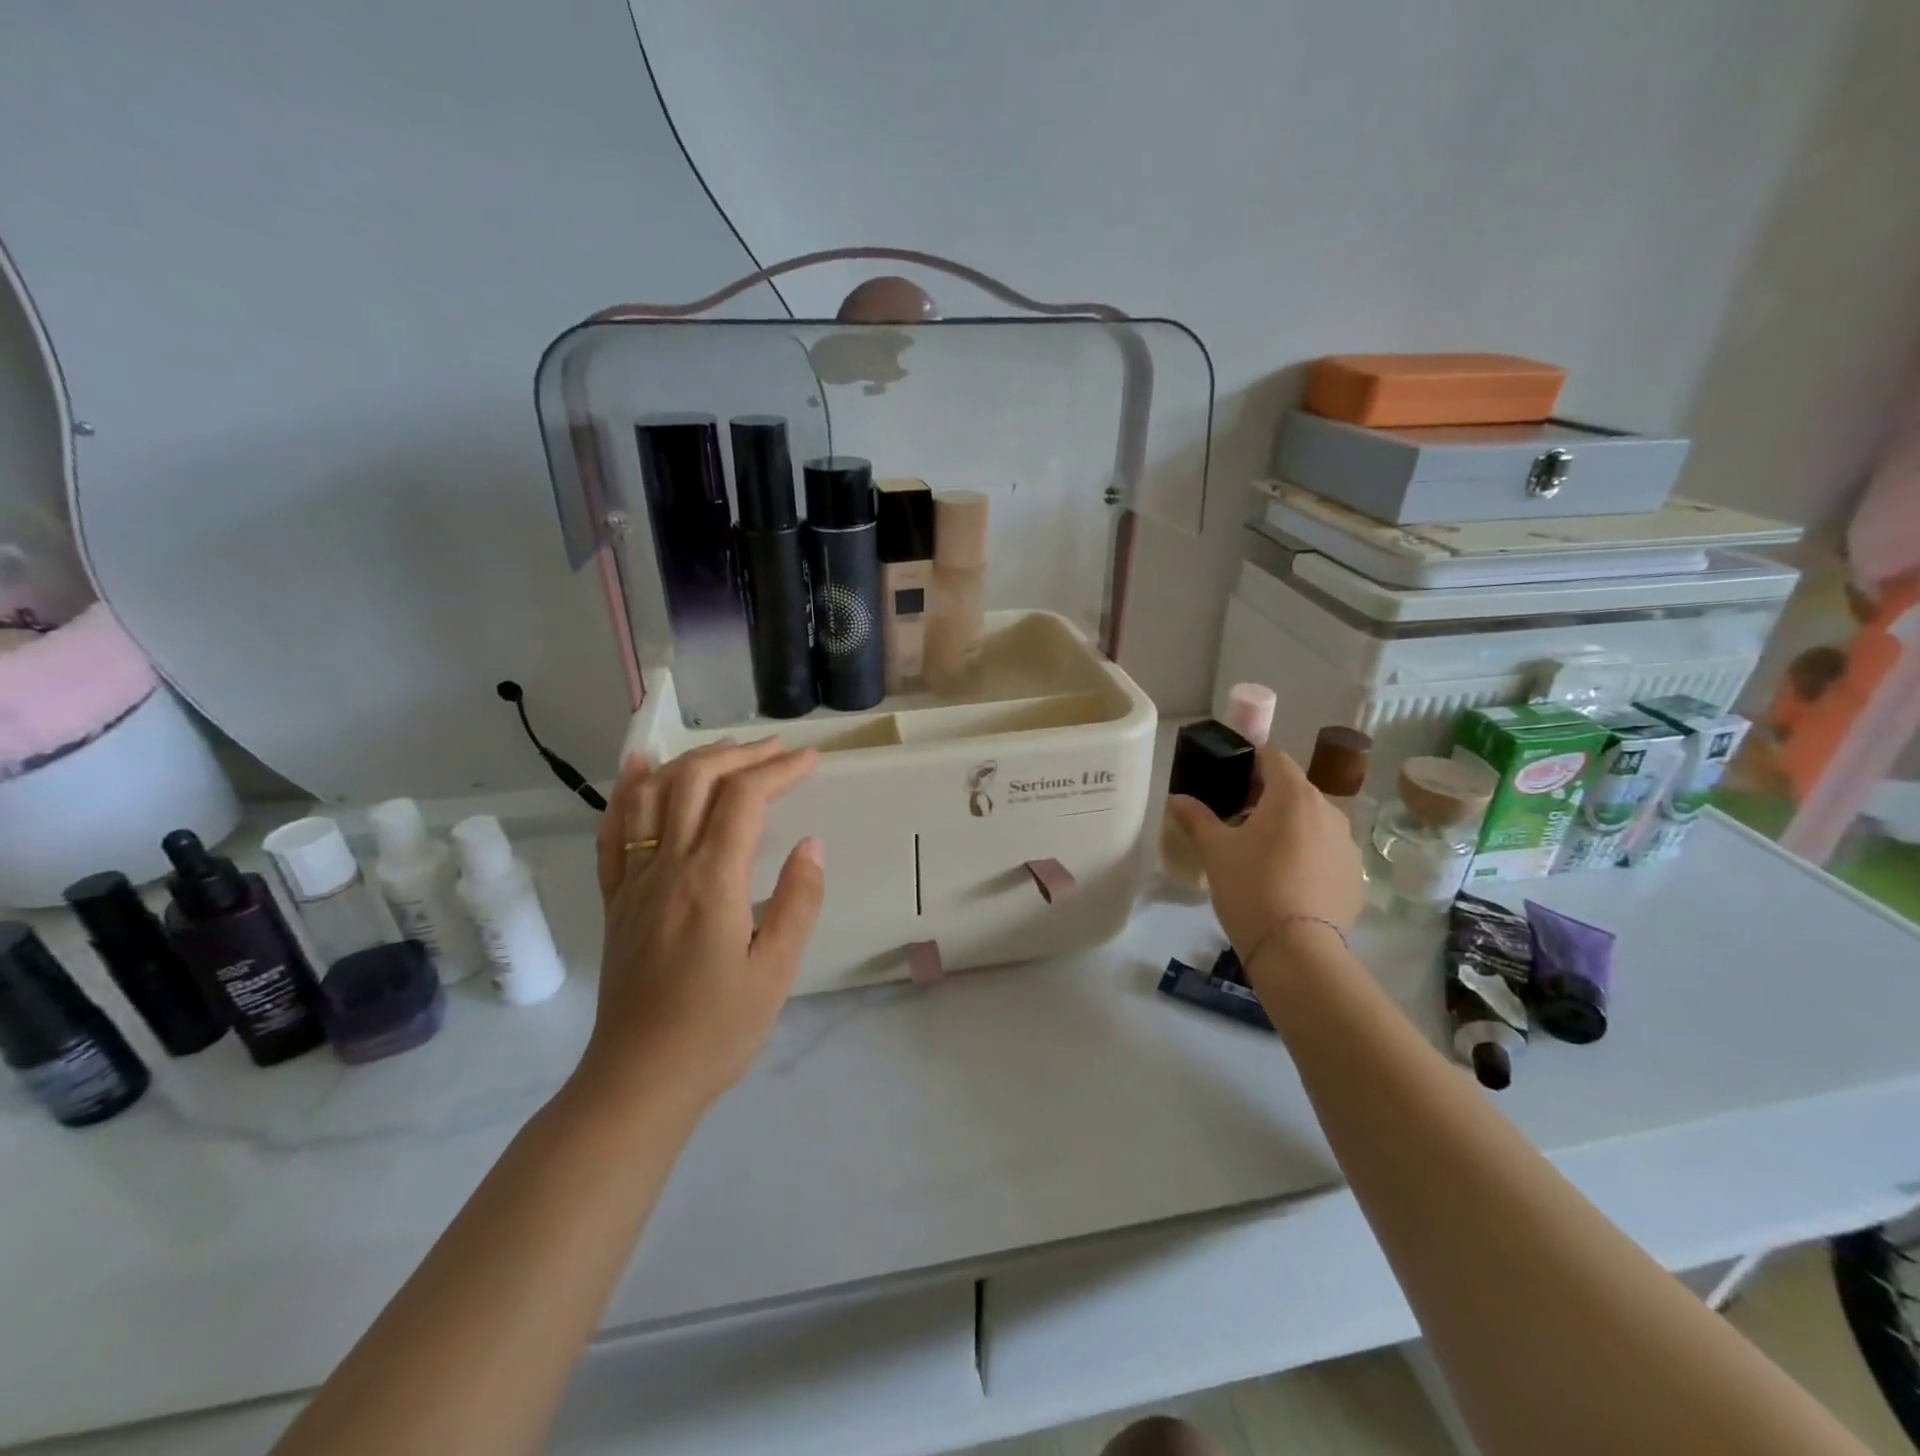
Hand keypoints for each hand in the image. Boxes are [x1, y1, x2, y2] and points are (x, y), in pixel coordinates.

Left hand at [583, 737, 823, 1111]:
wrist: (639, 1079)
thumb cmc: (717, 1029)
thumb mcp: (776, 971)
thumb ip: (798, 901)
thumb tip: (811, 844)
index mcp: (710, 881)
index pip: (744, 800)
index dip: (778, 770)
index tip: (811, 760)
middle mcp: (666, 867)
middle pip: (696, 782)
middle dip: (741, 755)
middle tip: (779, 749)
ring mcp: (633, 880)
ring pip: (653, 795)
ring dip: (691, 761)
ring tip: (727, 749)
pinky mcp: (615, 900)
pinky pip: (612, 832)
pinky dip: (627, 791)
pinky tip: (640, 769)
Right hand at [1166, 747, 1363, 953]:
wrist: (1298, 950)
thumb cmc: (1251, 887)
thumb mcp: (1215, 851)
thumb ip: (1196, 818)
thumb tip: (1177, 798)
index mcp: (1293, 795)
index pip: (1273, 757)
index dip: (1249, 762)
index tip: (1228, 781)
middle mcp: (1328, 810)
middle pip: (1294, 789)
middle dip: (1266, 798)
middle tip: (1236, 821)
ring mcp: (1347, 844)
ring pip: (1312, 821)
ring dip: (1288, 827)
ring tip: (1261, 854)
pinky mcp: (1356, 875)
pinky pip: (1326, 851)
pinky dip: (1307, 855)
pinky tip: (1286, 882)